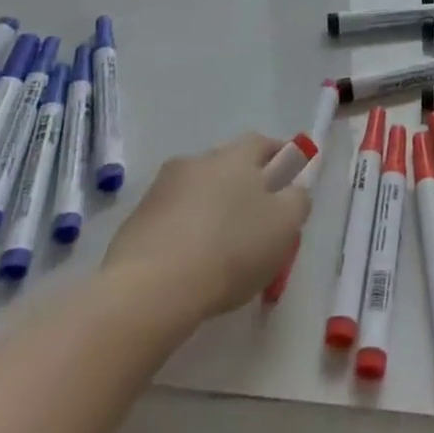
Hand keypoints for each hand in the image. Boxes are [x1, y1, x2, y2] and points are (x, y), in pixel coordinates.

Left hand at [101, 134, 309, 324]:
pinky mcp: (136, 220)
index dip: (279, 159)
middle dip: (243, 187)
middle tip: (255, 222)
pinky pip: (171, 219)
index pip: (263, 144)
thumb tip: (293, 190)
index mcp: (236, 156)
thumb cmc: (230, 249)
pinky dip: (184, 232)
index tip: (287, 183)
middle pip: (228, 167)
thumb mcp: (284, 226)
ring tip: (220, 248)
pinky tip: (190, 263)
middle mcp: (198, 160)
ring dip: (210, 209)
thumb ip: (297, 200)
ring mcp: (162, 188)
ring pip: (198, 192)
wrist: (151, 288)